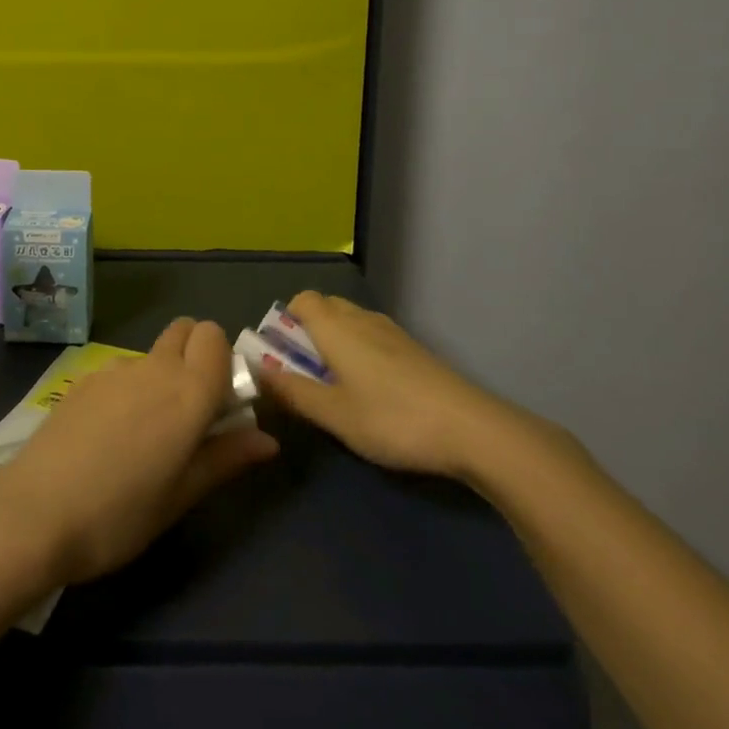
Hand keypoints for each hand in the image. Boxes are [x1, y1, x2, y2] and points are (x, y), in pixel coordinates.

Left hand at [0, 318, 278, 586]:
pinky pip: (120, 370)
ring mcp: (114, 368)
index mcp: (188, 391)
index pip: (215, 336)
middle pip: (185, 330)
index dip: (223, 360)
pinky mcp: (83, 379)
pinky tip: (108, 436)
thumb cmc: (120, 514)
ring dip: (161, 375)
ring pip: (152, 353)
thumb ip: (226, 458)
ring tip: (144, 434)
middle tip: (190, 410)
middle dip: (196, 354)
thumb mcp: (181, 496)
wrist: (34, 513)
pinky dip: (128, 388)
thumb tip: (268, 439)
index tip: (221, 401)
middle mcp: (154, 367)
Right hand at [256, 291, 566, 487]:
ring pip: (351, 322)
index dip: (286, 322)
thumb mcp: (335, 414)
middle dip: (308, 332)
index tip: (282, 356)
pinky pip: (372, 336)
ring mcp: (392, 332)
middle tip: (305, 374)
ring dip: (335, 342)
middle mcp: (361, 319)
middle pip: (325, 307)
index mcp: (336, 327)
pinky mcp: (414, 349)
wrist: (470, 428)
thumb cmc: (392, 419)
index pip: (301, 300)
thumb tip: (257, 371)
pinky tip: (371, 391)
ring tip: (337, 386)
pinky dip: (360, 352)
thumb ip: (293, 392)